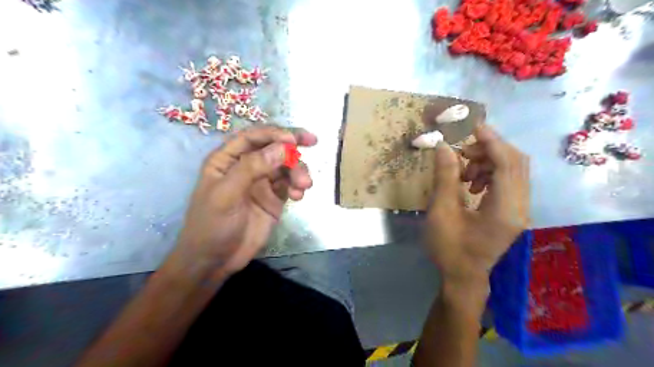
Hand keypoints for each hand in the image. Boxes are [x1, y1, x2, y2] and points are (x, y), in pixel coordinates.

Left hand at [173, 125, 316, 279]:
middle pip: (273, 148)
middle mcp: (246, 167)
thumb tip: (283, 148)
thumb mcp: (226, 195)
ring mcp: (262, 183)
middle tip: (313, 142)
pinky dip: (298, 186)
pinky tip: (299, 196)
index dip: (273, 134)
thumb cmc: (212, 225)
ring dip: (298, 171)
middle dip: (292, 146)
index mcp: (227, 160)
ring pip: (285, 166)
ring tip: (304, 185)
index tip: (294, 140)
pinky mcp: (274, 199)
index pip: (252, 137)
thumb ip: (251, 168)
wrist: (216, 261)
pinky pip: (290, 184)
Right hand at [424, 126, 530, 285]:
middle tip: (461, 152)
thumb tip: (444, 147)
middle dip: (489, 149)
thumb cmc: (448, 249)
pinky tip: (471, 183)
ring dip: (488, 161)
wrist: (463, 277)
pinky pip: (509, 181)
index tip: (473, 127)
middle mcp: (520, 207)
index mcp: (504, 210)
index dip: (492, 141)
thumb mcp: (440, 212)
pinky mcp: (513, 211)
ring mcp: (520, 210)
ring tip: (463, 173)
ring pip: (514, 170)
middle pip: (516, 163)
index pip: (507, 164)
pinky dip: (490, 173)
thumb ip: (444, 178)